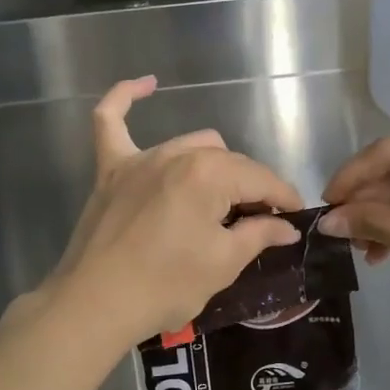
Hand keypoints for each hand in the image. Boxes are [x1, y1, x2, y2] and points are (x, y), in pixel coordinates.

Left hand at [43, 77, 303, 350]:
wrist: (94, 305)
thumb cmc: (165, 286)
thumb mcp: (223, 264)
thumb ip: (259, 235)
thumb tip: (288, 227)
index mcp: (209, 174)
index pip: (260, 178)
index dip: (284, 198)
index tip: (295, 218)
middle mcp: (176, 154)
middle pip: (229, 162)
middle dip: (251, 188)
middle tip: (259, 223)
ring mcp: (140, 159)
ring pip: (192, 145)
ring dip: (213, 167)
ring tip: (220, 201)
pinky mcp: (111, 169)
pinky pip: (111, 121)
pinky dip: (126, 99)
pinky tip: (147, 84)